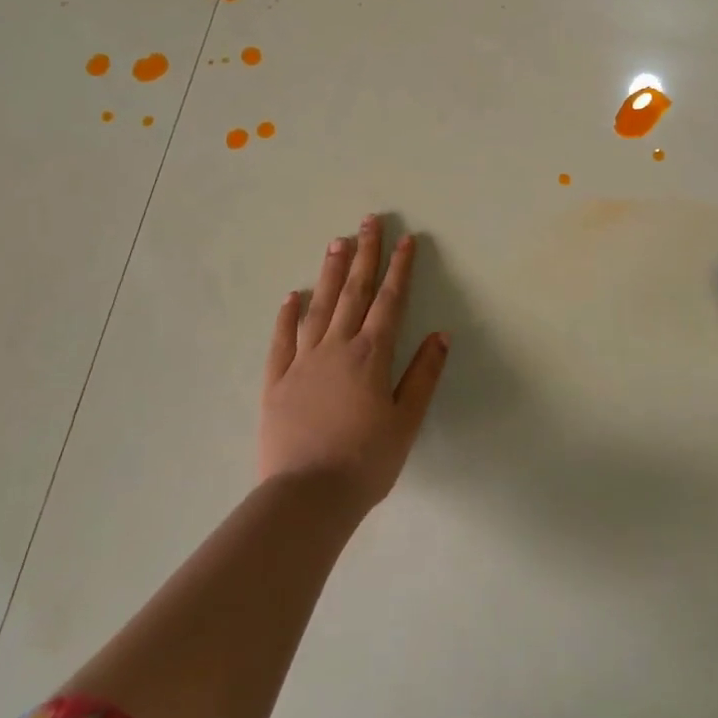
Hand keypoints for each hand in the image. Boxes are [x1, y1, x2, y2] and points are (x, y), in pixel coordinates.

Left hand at [259, 215, 448, 514]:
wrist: (307, 497)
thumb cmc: (365, 461)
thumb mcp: (406, 421)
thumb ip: (424, 374)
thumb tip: (441, 333)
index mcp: (371, 355)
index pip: (390, 300)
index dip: (400, 267)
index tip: (406, 238)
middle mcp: (336, 348)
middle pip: (353, 291)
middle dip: (364, 254)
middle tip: (368, 220)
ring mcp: (302, 362)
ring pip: (318, 307)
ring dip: (329, 273)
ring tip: (335, 242)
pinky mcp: (276, 381)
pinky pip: (282, 340)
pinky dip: (287, 316)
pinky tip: (291, 297)